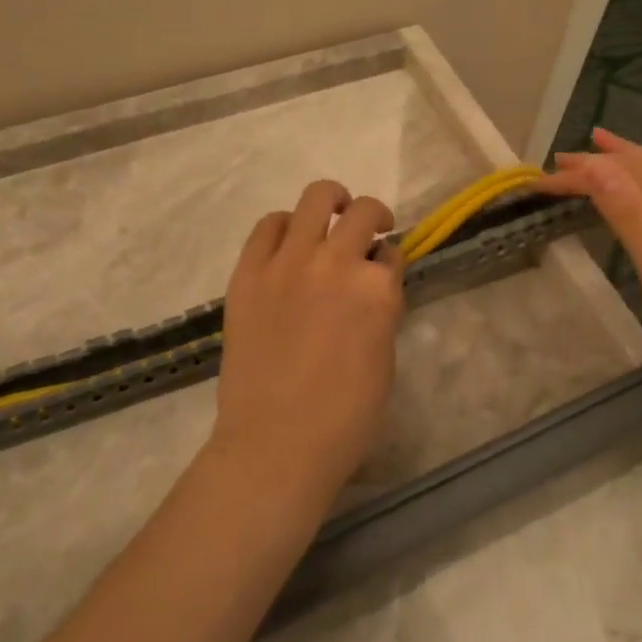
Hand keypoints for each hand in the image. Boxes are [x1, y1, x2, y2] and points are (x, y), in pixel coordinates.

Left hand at [210, 180, 404, 502]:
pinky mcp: (249, 271)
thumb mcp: (385, 359)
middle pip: (363, 212)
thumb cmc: (344, 418)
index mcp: (377, 289)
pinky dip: (284, 225)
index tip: (382, 269)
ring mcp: (288, 262)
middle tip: (370, 230)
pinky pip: (268, 225)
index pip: (392, 252)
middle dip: (374, 217)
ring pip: (316, 198)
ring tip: (332, 215)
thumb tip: (373, 286)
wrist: (275, 443)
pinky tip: (289, 241)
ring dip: (332, 202)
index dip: (389, 260)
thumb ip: (381, 310)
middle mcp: (336, 262)